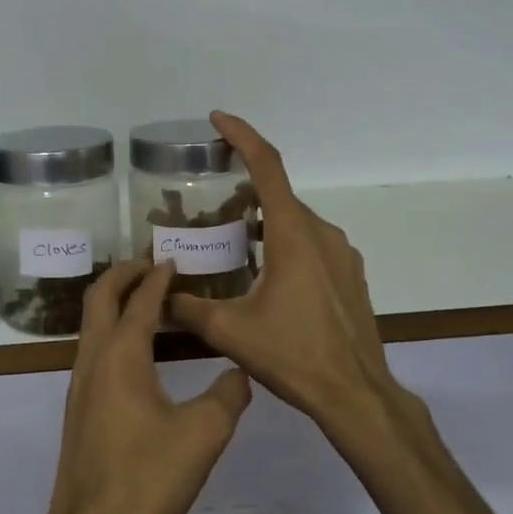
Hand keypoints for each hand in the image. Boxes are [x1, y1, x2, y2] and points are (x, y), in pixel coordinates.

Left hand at [42, 260, 252, 513]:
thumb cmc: (146, 478)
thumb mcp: (203, 435)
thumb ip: (228, 396)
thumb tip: (240, 372)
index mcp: (121, 356)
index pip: (140, 301)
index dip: (159, 277)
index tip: (174, 259)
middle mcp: (93, 360)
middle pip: (99, 298)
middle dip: (124, 274)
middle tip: (153, 264)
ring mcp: (80, 385)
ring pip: (92, 324)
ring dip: (116, 302)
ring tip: (149, 300)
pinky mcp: (79, 409)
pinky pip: (93, 349)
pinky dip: (113, 330)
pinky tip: (139, 352)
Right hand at [169, 113, 405, 439]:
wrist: (355, 393)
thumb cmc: (293, 356)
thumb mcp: (230, 331)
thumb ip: (187, 308)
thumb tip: (157, 296)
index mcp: (293, 235)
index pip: (268, 166)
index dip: (242, 136)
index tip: (217, 120)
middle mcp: (321, 233)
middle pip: (278, 196)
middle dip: (243, 193)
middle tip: (207, 208)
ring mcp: (342, 254)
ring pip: (295, 222)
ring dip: (263, 223)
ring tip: (231, 244)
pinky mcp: (350, 275)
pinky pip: (312, 244)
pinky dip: (284, 244)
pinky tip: (265, 276)